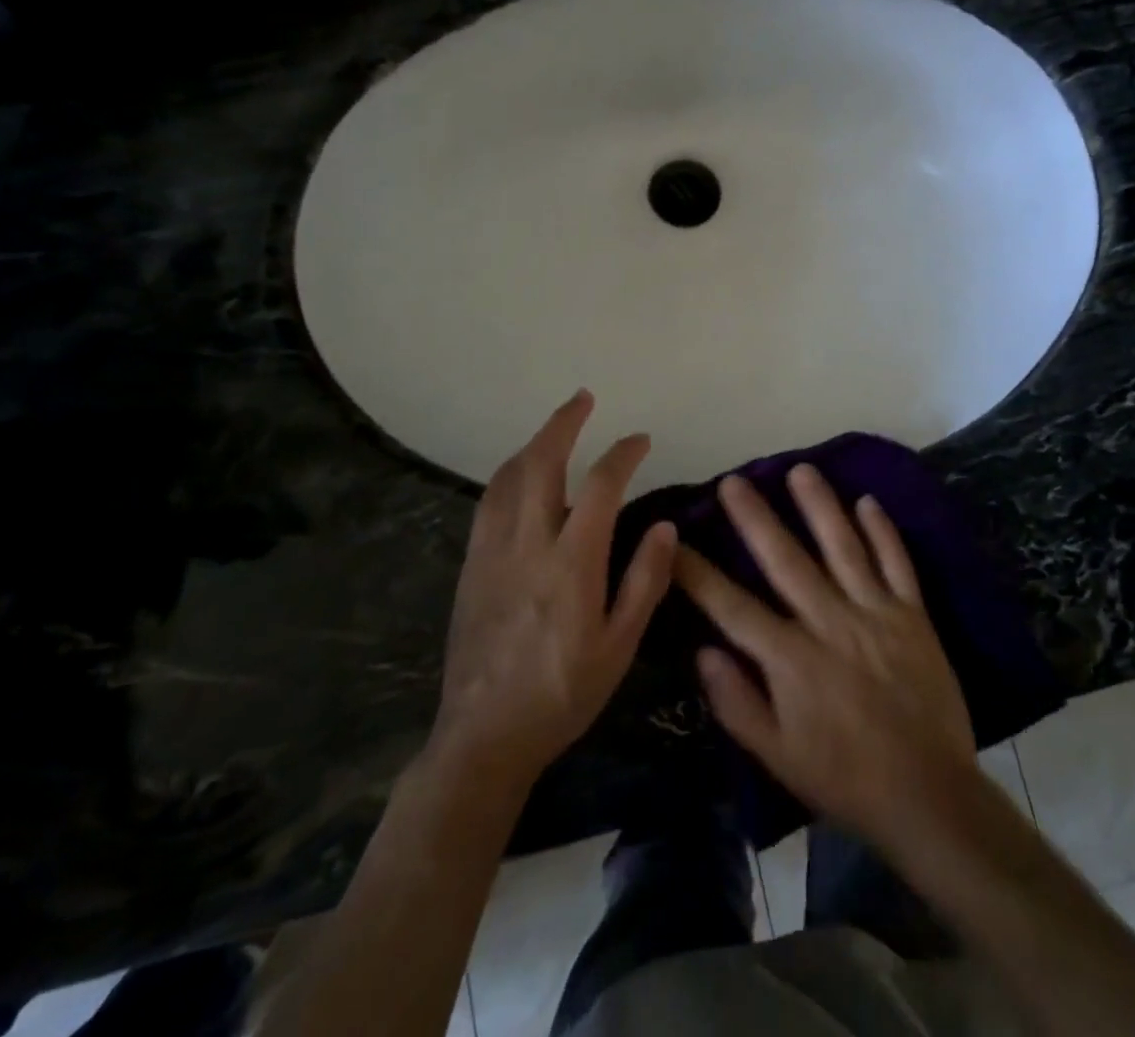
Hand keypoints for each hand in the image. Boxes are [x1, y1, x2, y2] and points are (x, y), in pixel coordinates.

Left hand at [430, 390, 675, 786]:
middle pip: (542, 463)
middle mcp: (528, 544)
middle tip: (582, 398)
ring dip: (533, 443)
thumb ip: (643, 581)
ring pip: (508, 477)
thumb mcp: (619, 646)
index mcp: (571, 563)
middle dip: (563, 423)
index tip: (640, 440)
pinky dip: (507, 474)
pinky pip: (487, 502)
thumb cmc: (563, 694)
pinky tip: (517, 475)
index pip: (599, 486)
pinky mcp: (471, 565)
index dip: (622, 454)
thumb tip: (663, 527)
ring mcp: (493, 552)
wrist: (484, 736)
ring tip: (554, 428)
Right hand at [674, 466, 977, 847]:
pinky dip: (882, 531)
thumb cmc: (844, 778)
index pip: (732, 606)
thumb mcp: (777, 756)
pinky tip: (867, 501)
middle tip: (735, 481)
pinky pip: (896, 563)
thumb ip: (736, 703)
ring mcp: (875, 613)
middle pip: (785, 560)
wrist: (929, 796)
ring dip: (819, 506)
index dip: (698, 573)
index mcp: (790, 659)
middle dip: (755, 518)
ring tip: (800, 470)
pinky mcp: (913, 616)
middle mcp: (829, 623)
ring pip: (842, 547)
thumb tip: (703, 651)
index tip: (674, 542)